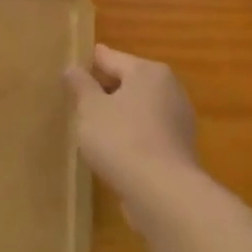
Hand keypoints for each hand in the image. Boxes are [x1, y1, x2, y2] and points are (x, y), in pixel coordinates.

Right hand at [65, 45, 200, 211]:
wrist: (162, 193)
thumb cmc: (121, 138)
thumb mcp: (90, 108)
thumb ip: (80, 85)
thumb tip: (72, 68)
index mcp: (148, 72)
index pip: (111, 58)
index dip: (90, 61)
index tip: (73, 63)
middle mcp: (169, 89)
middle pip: (129, 82)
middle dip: (105, 88)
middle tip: (78, 97)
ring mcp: (178, 120)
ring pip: (139, 108)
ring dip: (119, 113)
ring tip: (91, 124)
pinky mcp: (179, 149)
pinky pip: (147, 132)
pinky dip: (131, 134)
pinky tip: (113, 147)